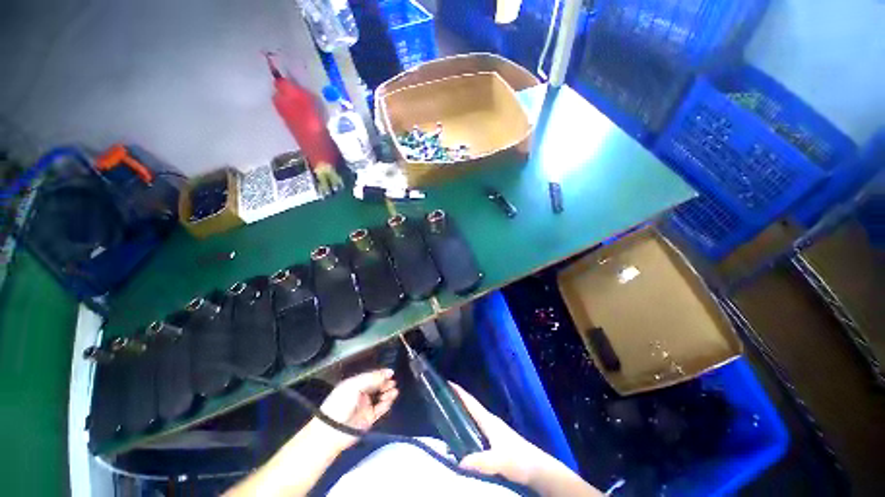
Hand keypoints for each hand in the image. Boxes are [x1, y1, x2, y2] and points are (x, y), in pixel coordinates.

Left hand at [313, 369, 398, 451]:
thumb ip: (372, 378)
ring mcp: (365, 406)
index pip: (371, 376)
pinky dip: (387, 403)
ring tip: (394, 390)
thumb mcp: (355, 385)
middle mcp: (361, 394)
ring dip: (388, 392)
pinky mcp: (369, 418)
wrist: (332, 431)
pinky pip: (381, 409)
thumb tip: (389, 372)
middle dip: (385, 383)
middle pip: (377, 386)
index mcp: (355, 384)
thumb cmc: (341, 403)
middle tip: (393, 382)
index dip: (381, 374)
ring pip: (380, 397)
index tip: (391, 372)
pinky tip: (391, 398)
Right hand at [450, 383, 550, 485]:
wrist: (537, 468)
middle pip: (471, 406)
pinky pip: (476, 426)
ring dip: (462, 411)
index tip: (447, 382)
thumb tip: (459, 461)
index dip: (459, 392)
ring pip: (474, 416)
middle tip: (442, 397)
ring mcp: (493, 429)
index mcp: (489, 421)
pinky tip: (461, 432)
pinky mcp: (495, 439)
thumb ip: (482, 461)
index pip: (471, 402)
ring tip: (447, 411)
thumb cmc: (519, 459)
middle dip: (457, 400)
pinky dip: (467, 423)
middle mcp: (490, 421)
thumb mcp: (500, 461)